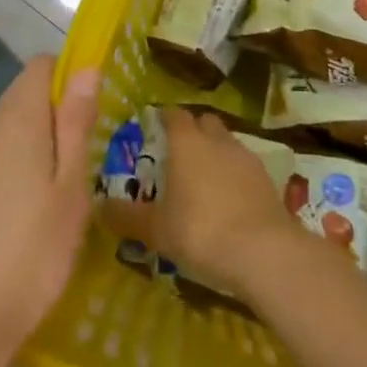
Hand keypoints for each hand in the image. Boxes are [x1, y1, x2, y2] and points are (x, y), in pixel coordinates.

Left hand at [0, 56, 98, 366]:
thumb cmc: (34, 252)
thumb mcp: (70, 187)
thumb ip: (76, 123)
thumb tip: (85, 67)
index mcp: (15, 121)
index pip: (40, 66)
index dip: (70, 74)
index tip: (96, 108)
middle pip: (24, 92)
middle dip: (58, 107)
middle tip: (90, 149)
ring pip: (11, 123)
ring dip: (42, 135)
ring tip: (69, 179)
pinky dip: (22, 157)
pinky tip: (37, 201)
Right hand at [100, 109, 308, 299]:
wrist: (264, 252)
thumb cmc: (201, 231)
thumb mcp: (156, 230)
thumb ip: (127, 216)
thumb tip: (99, 206)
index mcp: (187, 142)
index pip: (174, 114)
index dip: (164, 117)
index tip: (155, 126)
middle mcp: (217, 140)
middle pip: (204, 122)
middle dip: (192, 131)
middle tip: (177, 154)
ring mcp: (246, 157)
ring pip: (227, 142)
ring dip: (215, 152)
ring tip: (203, 180)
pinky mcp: (267, 179)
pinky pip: (244, 167)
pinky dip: (234, 175)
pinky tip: (228, 200)